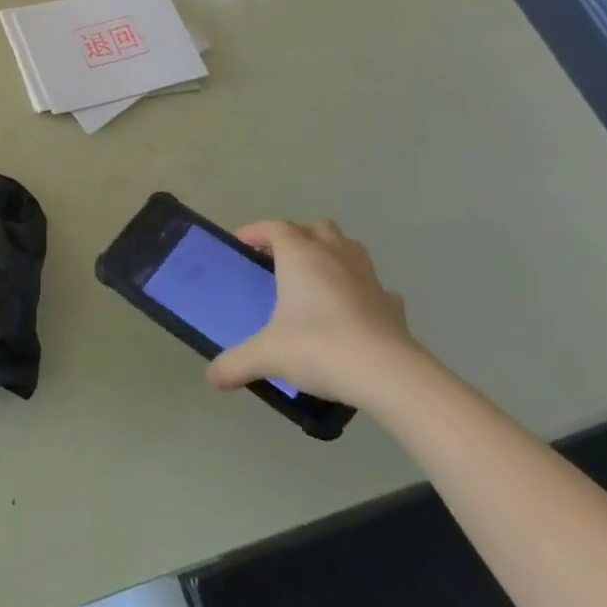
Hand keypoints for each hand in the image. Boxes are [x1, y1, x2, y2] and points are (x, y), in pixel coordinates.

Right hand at [205, 219, 417, 407]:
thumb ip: (236, 363)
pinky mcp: (393, 303)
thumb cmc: (319, 348)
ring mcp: (368, 277)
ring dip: (332, 253)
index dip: (256, 231)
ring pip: (349, 247)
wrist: (388, 375)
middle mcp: (334, 256)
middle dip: (298, 237)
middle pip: (316, 228)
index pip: (275, 227)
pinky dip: (361, 289)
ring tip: (316, 278)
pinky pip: (374, 285)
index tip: (241, 244)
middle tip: (280, 260)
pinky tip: (353, 309)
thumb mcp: (267, 356)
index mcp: (301, 256)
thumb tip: (212, 378)